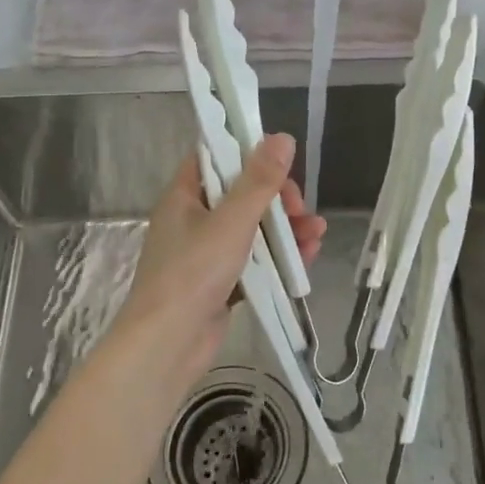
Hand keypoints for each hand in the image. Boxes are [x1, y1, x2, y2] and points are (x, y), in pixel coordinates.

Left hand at [115, 133, 325, 384]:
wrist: (167, 346)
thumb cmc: (193, 273)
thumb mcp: (231, 221)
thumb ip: (259, 181)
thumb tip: (282, 137)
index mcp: (185, 196)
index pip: (215, 159)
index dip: (248, 154)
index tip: (280, 161)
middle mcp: (193, 220)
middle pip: (241, 195)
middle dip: (277, 199)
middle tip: (300, 209)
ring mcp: (207, 254)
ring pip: (253, 229)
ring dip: (286, 229)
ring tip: (317, 233)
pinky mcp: (221, 283)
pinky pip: (255, 260)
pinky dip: (279, 257)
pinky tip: (308, 257)